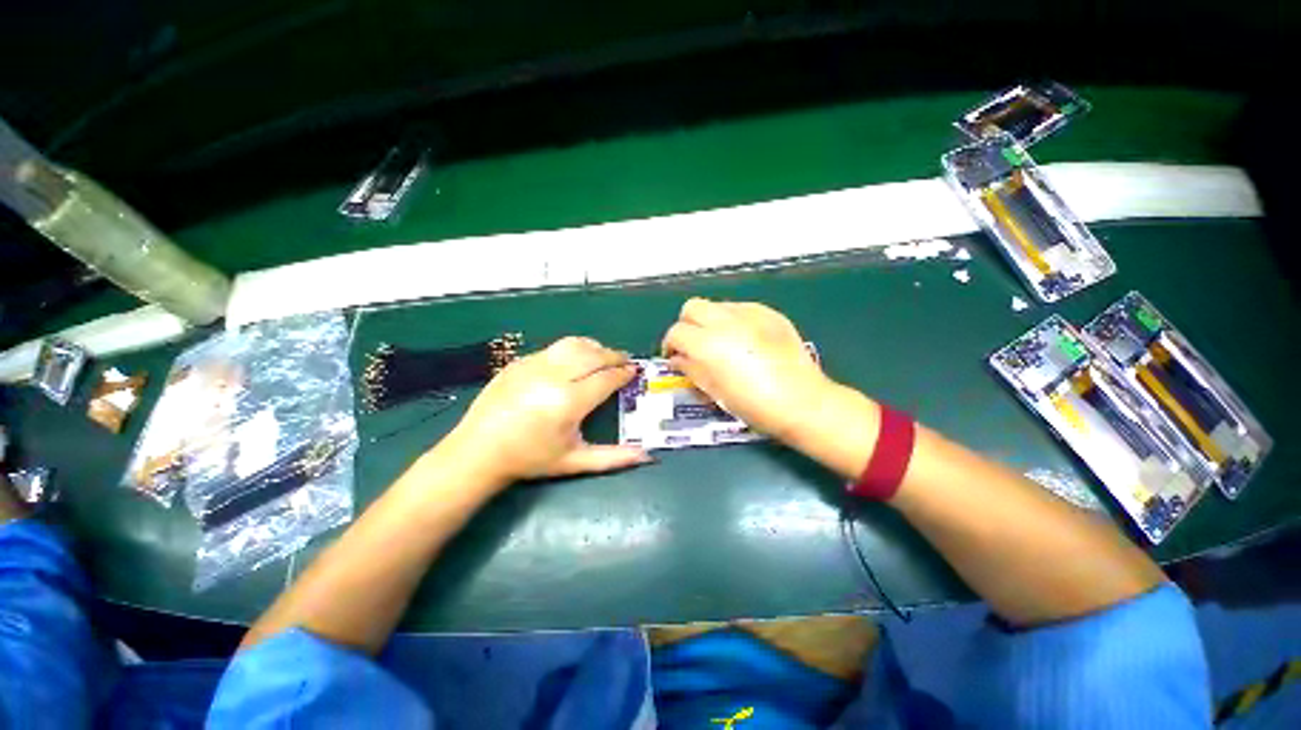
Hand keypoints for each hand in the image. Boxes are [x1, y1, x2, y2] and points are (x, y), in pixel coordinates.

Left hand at [440, 336, 650, 485]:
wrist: (479, 451)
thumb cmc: (530, 458)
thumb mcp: (575, 461)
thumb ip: (614, 458)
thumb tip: (648, 457)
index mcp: (569, 402)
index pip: (606, 378)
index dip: (623, 373)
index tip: (634, 371)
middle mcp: (553, 377)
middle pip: (593, 355)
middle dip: (614, 355)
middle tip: (625, 360)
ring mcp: (534, 365)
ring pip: (573, 345)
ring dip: (594, 347)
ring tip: (603, 355)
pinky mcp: (519, 361)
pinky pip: (554, 348)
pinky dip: (572, 350)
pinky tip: (574, 360)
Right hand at [661, 298, 833, 440]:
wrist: (802, 401)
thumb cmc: (754, 405)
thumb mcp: (714, 392)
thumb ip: (691, 370)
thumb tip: (679, 359)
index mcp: (708, 344)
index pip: (676, 333)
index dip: (671, 345)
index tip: (675, 358)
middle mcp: (725, 321)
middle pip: (692, 307)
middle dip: (687, 325)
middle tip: (694, 345)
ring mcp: (750, 313)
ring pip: (717, 305)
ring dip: (710, 321)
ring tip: (721, 342)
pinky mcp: (770, 313)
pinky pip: (742, 308)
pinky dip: (734, 320)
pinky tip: (745, 339)